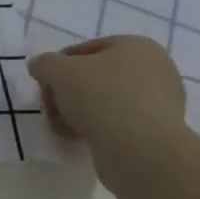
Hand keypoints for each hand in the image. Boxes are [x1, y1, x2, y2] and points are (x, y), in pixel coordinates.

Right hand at [27, 36, 186, 149]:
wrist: (141, 151)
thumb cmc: (101, 96)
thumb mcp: (57, 70)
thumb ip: (44, 63)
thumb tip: (41, 67)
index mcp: (138, 47)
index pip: (87, 48)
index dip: (60, 64)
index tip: (45, 82)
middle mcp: (154, 71)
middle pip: (94, 77)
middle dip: (66, 92)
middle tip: (50, 106)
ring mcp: (158, 104)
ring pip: (102, 102)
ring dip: (75, 112)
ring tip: (60, 126)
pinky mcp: (155, 133)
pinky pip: (116, 124)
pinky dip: (94, 128)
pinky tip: (76, 138)